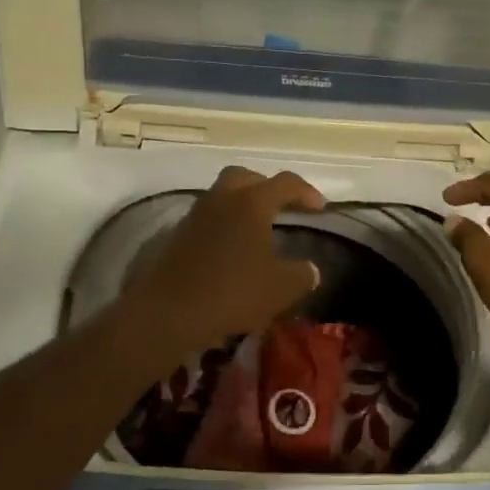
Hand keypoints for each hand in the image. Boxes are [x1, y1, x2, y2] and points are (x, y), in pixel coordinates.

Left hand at [123, 166, 324, 354]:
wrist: (169, 312)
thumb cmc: (233, 292)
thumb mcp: (281, 289)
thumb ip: (302, 275)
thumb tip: (310, 269)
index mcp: (252, 203)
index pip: (285, 183)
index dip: (306, 192)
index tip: (320, 207)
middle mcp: (222, 199)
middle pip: (246, 177)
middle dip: (267, 187)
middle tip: (282, 206)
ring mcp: (195, 215)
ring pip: (223, 196)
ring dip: (242, 205)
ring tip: (257, 230)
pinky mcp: (177, 235)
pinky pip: (208, 218)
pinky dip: (224, 225)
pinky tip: (232, 250)